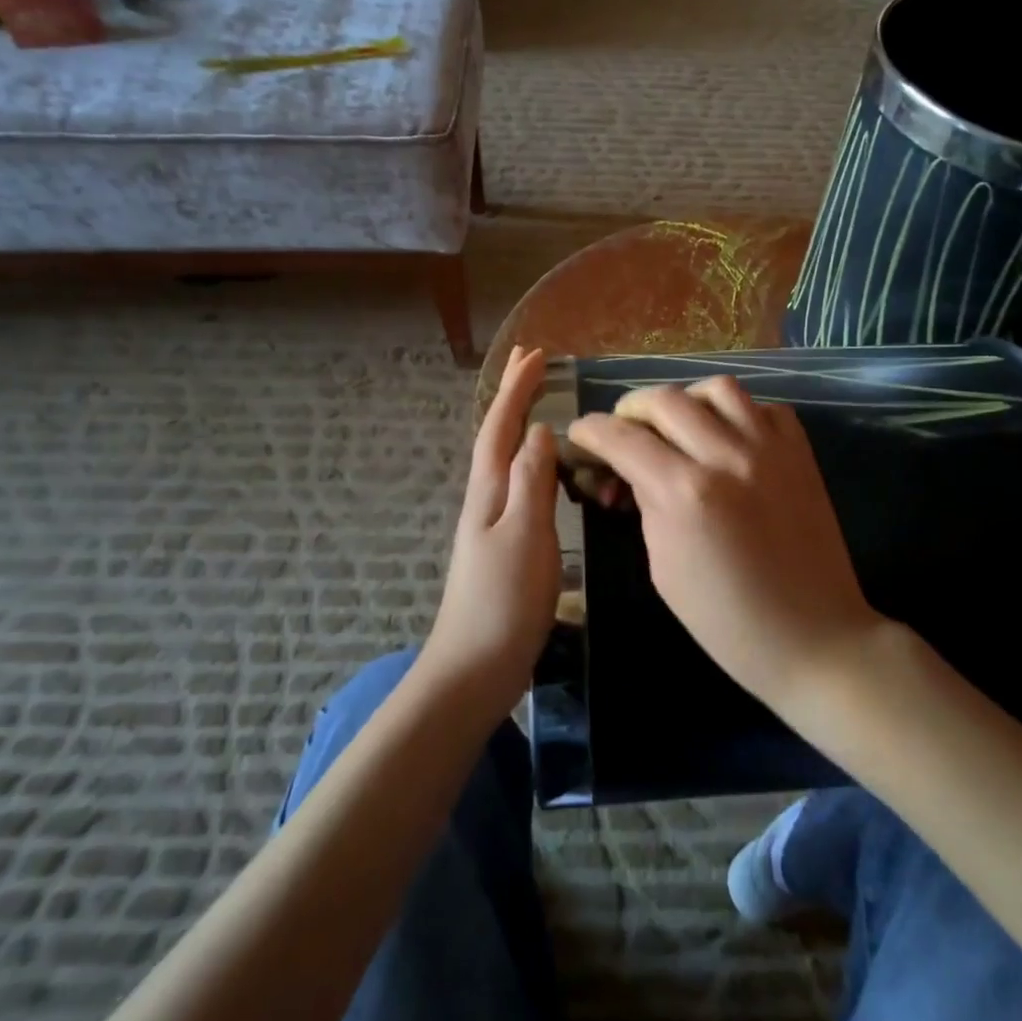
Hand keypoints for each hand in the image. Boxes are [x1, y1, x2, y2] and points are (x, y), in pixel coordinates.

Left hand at [422, 345, 560, 713]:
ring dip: (521, 424)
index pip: (501, 427)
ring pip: (507, 459)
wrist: (476, 667)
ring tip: (540, 404)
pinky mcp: (506, 546)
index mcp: (489, 492)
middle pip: (498, 436)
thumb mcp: (523, 536)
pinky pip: (519, 485)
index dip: (516, 389)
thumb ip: (531, 482)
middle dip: (512, 397)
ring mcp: (494, 523)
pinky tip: (545, 471)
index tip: (535, 353)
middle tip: (531, 361)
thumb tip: (540, 431)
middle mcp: (487, 500)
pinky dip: (531, 461)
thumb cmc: (503, 601)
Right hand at [566, 378, 884, 708]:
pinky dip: (738, 413)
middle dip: (630, 409)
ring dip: (686, 400)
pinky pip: (764, 407)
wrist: (811, 635)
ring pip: (717, 388)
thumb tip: (632, 470)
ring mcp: (770, 448)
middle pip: (664, 399)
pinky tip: (729, 438)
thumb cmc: (725, 619)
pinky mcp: (801, 452)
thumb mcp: (663, 566)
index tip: (580, 435)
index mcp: (684, 493)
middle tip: (623, 430)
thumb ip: (647, 504)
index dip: (590, 431)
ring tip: (677, 424)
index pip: (621, 438)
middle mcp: (726, 456)